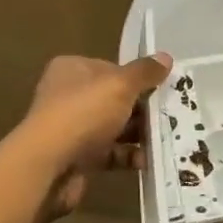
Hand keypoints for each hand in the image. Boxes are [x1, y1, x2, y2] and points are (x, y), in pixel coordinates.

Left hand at [17, 53, 172, 215]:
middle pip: (114, 99)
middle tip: (172, 113)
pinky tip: (149, 160)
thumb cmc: (83, 113)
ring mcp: (72, 128)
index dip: (136, 77)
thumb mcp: (120, 85)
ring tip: (167, 137)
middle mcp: (68, 96)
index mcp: (72, 70)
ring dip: (139, 133)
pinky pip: (110, 153)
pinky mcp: (78, 157)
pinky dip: (128, 156)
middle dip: (142, 108)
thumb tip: (166, 57)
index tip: (162, 87)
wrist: (49, 165)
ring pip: (114, 127)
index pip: (110, 68)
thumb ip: (144, 72)